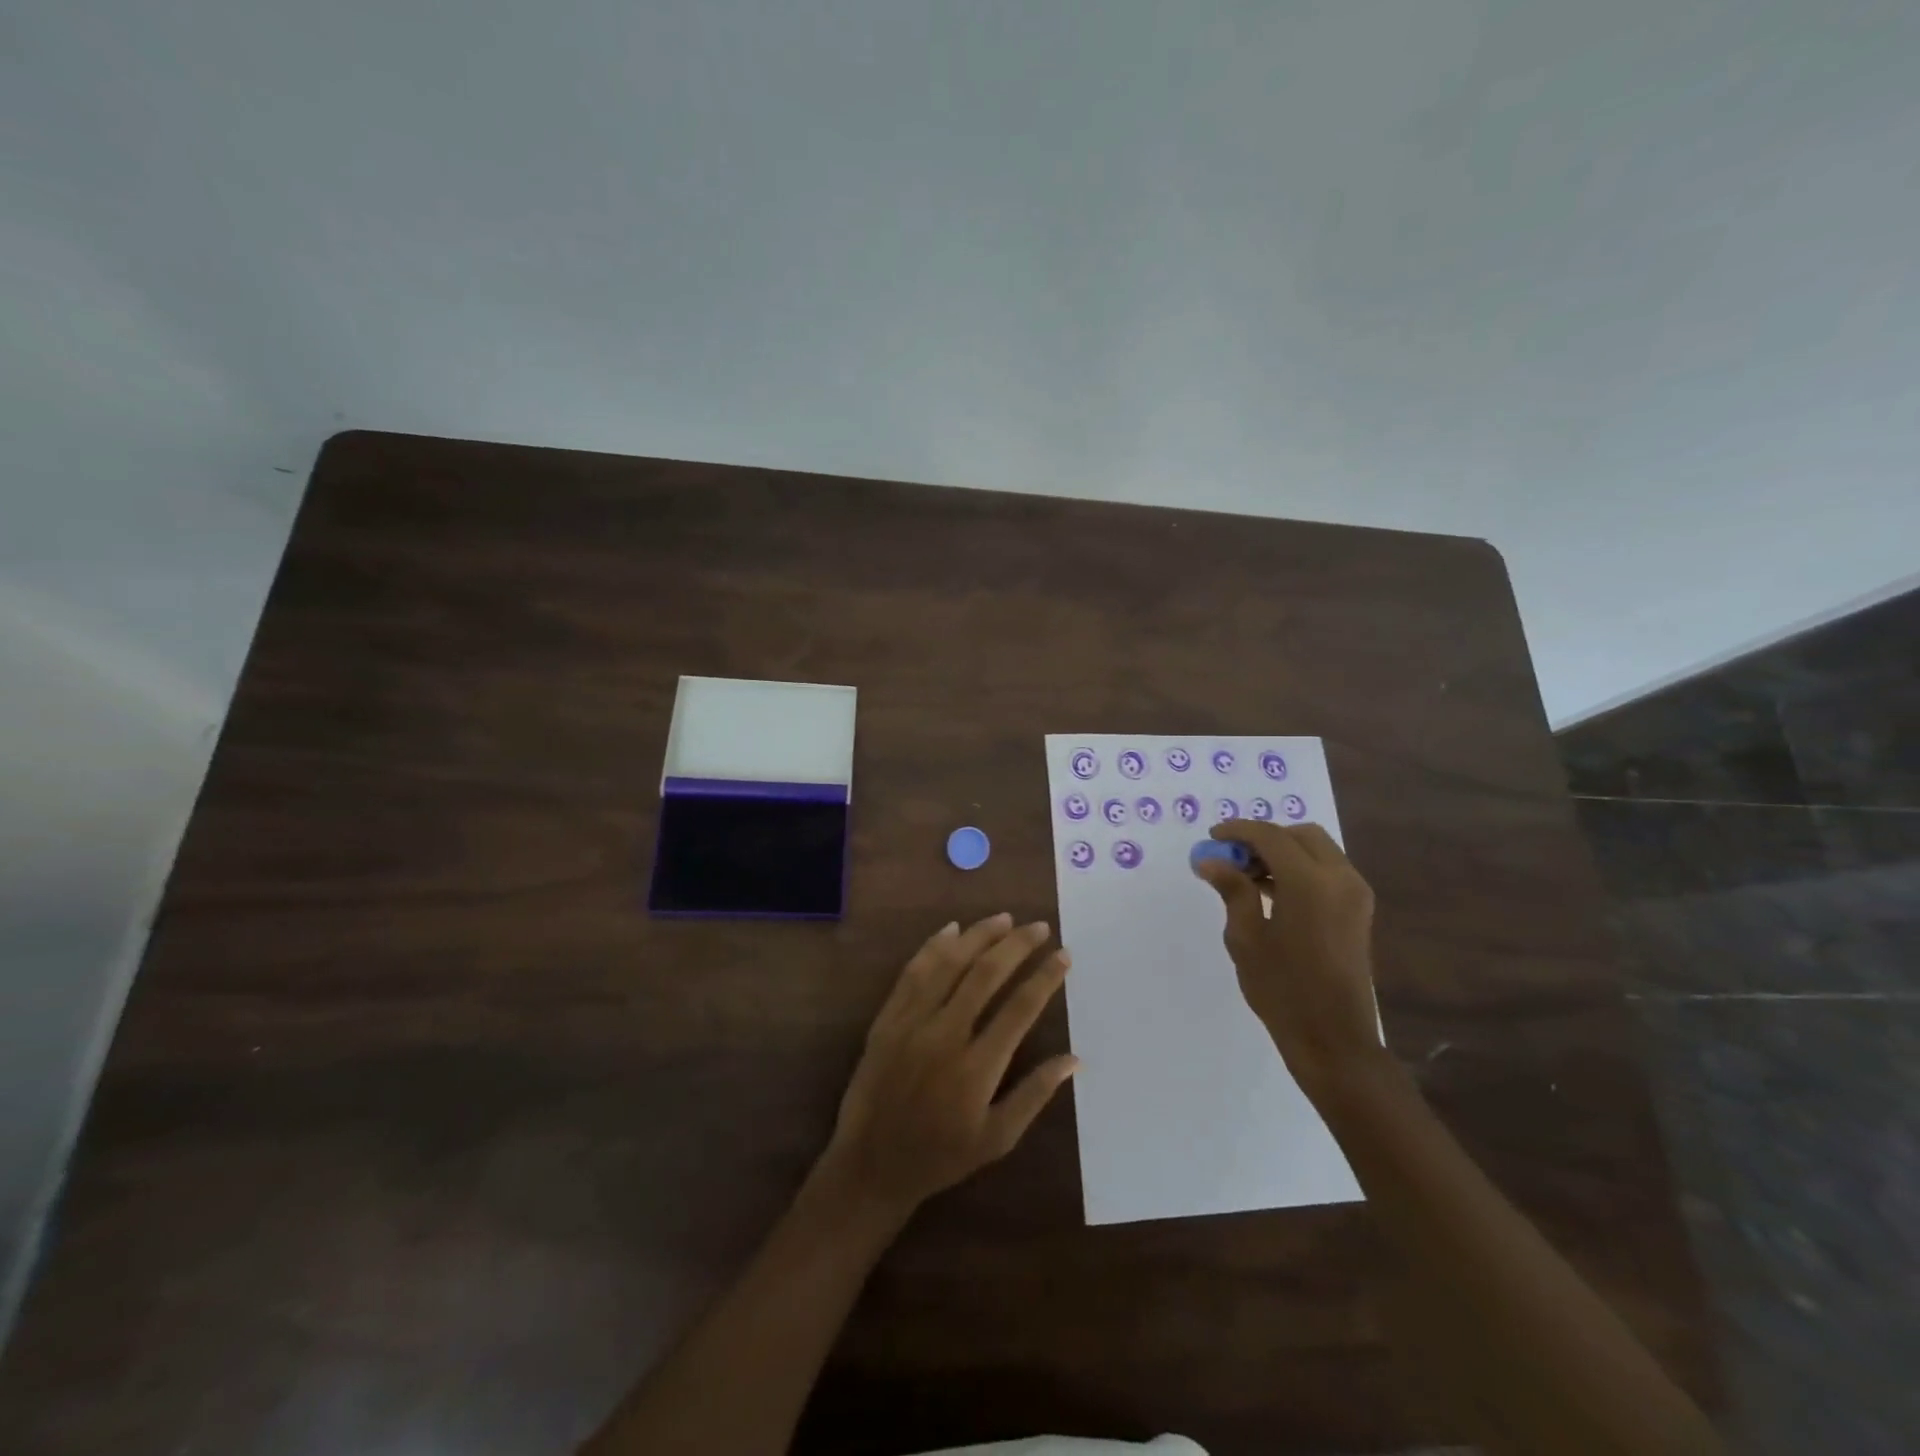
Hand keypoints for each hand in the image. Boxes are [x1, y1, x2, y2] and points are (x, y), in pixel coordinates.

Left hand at [812, 914, 1076, 1220]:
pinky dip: (933, 947)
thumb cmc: (941, 1156)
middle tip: (1039, 927)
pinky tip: (951, 930)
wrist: (872, 1164)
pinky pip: (912, 973)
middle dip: (1016, 945)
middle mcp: (945, 1035)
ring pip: (949, 964)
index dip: (1045, 977)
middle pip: (986, 975)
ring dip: (978, 936)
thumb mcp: (997, 1138)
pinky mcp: (887, 1019)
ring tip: (1003, 918)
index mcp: (977, 1067)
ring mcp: (911, 1023)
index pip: (1020, 1008)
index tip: (1063, 956)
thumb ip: (1035, 1094)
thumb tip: (1074, 1059)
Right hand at [1195, 820, 1382, 1102]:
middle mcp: (1339, 878)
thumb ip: (1232, 890)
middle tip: (1232, 857)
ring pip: (1316, 850)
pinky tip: (1271, 892)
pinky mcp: (1358, 910)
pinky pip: (1327, 870)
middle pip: (1300, 835)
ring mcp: (1355, 894)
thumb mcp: (1245, 938)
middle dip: (1264, 838)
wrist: (1333, 1038)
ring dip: (1282, 852)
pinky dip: (1299, 868)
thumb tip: (1210, 860)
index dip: (1238, 831)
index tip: (1212, 837)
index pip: (1270, 837)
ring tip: (1246, 877)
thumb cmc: (1282, 989)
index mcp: (1310, 883)